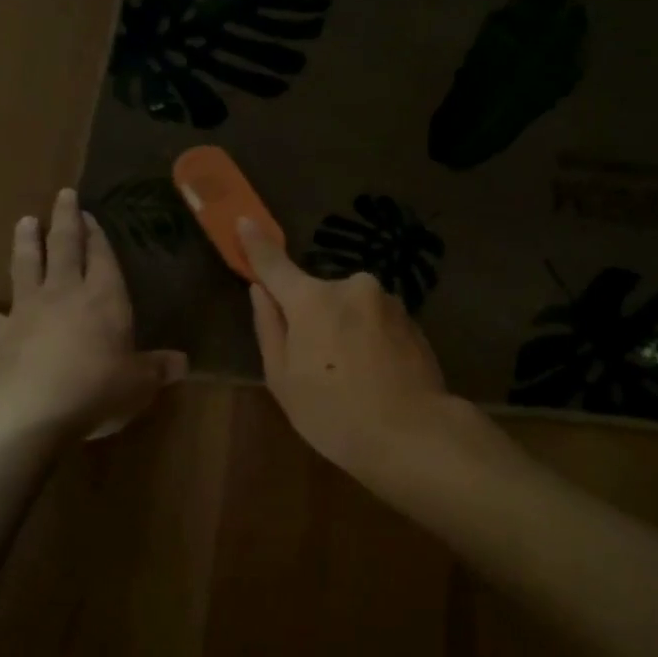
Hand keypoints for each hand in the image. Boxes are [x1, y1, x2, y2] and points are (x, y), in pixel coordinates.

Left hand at [0, 189, 187, 438]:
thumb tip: (184, 363)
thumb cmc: (97, 390)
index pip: (102, 257)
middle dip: (65, 219)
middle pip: (65, 246)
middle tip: (62, 195)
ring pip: (25, 264)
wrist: (32, 409)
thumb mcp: (140, 384)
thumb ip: (159, 369)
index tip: (91, 214)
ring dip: (26, 241)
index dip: (98, 235)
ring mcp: (25, 309)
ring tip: (25, 222)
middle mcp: (64, 293)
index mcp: (104, 299)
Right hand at [239, 216, 455, 475]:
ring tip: (352, 376)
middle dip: (313, 317)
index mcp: (313, 299)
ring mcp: (388, 301)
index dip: (256, 244)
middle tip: (316, 364)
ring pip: (351, 308)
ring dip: (345, 329)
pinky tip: (375, 375)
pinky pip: (377, 321)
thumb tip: (261, 291)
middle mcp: (352, 287)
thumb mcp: (283, 380)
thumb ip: (269, 328)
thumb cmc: (334, 414)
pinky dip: (370, 339)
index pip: (275, 265)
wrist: (414, 434)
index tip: (244, 222)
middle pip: (318, 294)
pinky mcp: (413, 319)